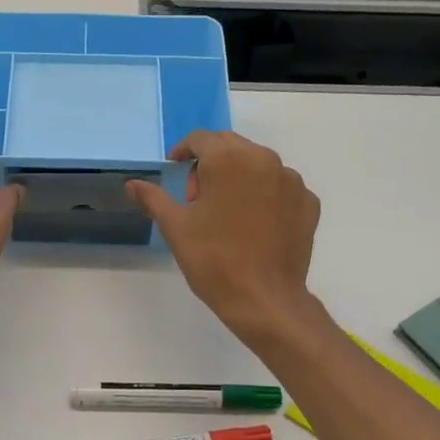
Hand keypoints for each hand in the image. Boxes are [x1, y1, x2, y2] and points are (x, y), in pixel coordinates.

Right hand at [128, 130, 320, 343]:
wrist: (264, 299)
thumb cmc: (213, 260)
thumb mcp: (175, 227)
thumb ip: (153, 198)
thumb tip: (132, 184)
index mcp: (228, 160)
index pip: (201, 139)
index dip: (183, 151)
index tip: (174, 168)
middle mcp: (264, 159)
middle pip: (231, 146)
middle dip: (210, 163)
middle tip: (197, 198)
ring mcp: (291, 181)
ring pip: (258, 164)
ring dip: (238, 177)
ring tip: (227, 212)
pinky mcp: (308, 202)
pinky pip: (280, 187)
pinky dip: (265, 195)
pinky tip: (254, 223)